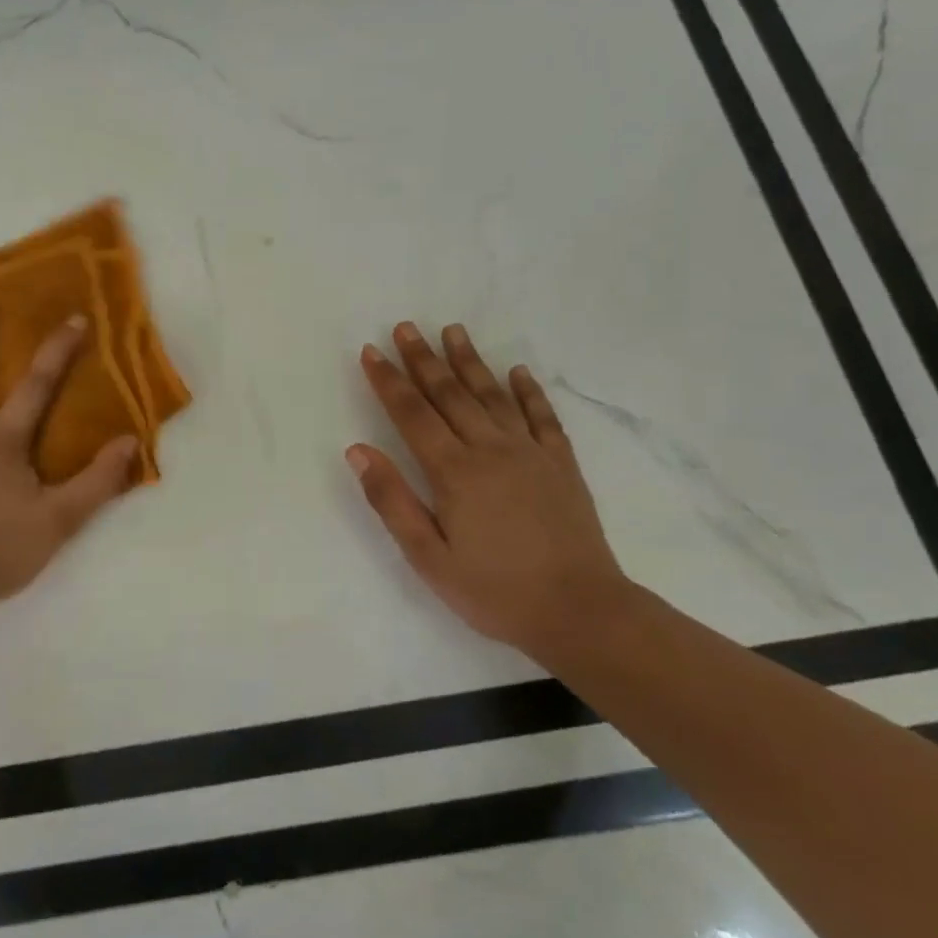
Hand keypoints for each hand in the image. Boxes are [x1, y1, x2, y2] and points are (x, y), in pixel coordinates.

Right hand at [347, 322, 630, 655]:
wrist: (579, 610)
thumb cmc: (494, 591)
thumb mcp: (428, 557)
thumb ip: (392, 500)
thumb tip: (358, 450)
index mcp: (454, 472)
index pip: (412, 415)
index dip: (389, 381)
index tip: (372, 352)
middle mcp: (491, 449)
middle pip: (450, 394)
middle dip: (423, 359)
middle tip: (406, 327)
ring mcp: (530, 452)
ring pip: (493, 395)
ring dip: (470, 361)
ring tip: (453, 331)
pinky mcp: (561, 464)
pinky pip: (542, 416)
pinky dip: (528, 390)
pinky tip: (518, 371)